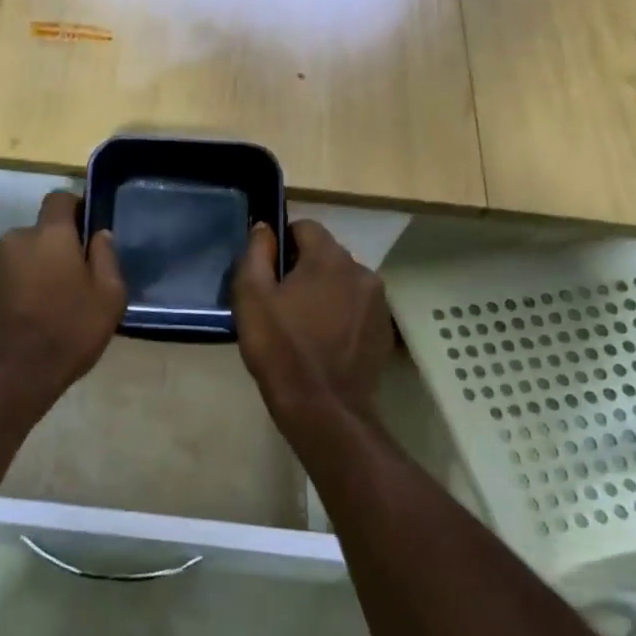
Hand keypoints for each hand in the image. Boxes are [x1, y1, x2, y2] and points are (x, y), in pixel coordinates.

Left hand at [0, 191, 125, 409]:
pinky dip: (22, 288)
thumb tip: (99, 234)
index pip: (60, 198)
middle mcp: (17, 238)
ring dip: (39, 269)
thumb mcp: (108, 297)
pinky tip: (34, 316)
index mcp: (50, 234)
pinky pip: (10, 277)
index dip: (75, 208)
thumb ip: (106, 257)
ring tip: (55, 303)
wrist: (10, 376)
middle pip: (42, 232)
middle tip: (77, 278)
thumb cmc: (68, 331)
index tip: (88, 232)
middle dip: (58, 247)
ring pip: (25, 256)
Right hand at [233, 219, 392, 420]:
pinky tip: (323, 341)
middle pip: (326, 254)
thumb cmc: (280, 349)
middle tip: (280, 301)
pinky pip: (356, 307)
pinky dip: (340, 314)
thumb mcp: (251, 297)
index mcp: (329, 258)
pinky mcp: (384, 329)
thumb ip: (256, 254)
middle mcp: (361, 271)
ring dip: (324, 291)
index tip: (267, 271)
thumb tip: (264, 228)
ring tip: (302, 324)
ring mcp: (378, 302)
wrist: (323, 408)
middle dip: (303, 268)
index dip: (282, 243)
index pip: (305, 227)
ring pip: (343, 281)